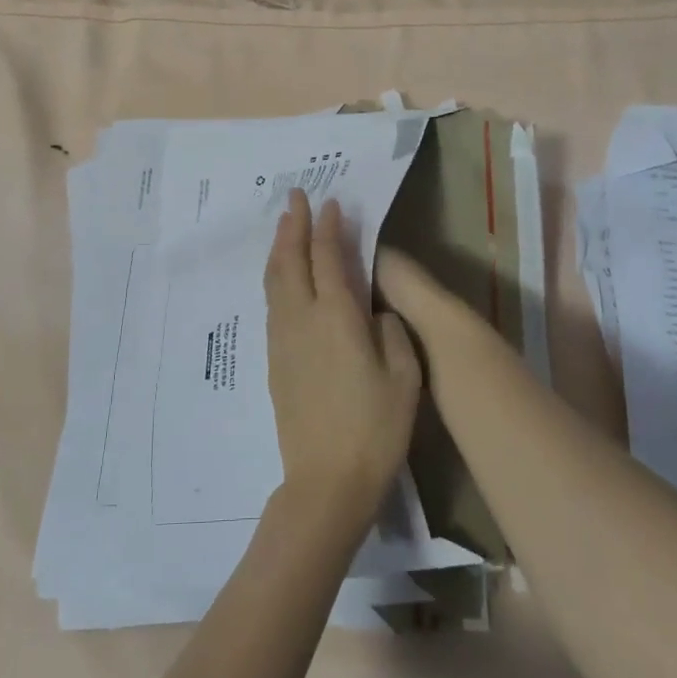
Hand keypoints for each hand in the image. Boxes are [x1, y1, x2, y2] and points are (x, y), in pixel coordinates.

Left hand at [263, 190, 420, 525]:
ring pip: (274, 280)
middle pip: (291, 260)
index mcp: (337, 317)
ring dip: (279, 247)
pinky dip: (276, 276)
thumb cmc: (375, 429)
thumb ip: (390, 331)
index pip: (328, 258)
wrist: (326, 479)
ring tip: (284, 226)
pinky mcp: (274, 359)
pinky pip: (272, 302)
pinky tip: (282, 276)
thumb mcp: (404, 377)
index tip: (329, 202)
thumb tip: (372, 309)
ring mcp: (283, 339)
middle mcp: (303, 319)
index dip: (328, 228)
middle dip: (292, 225)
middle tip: (295, 197)